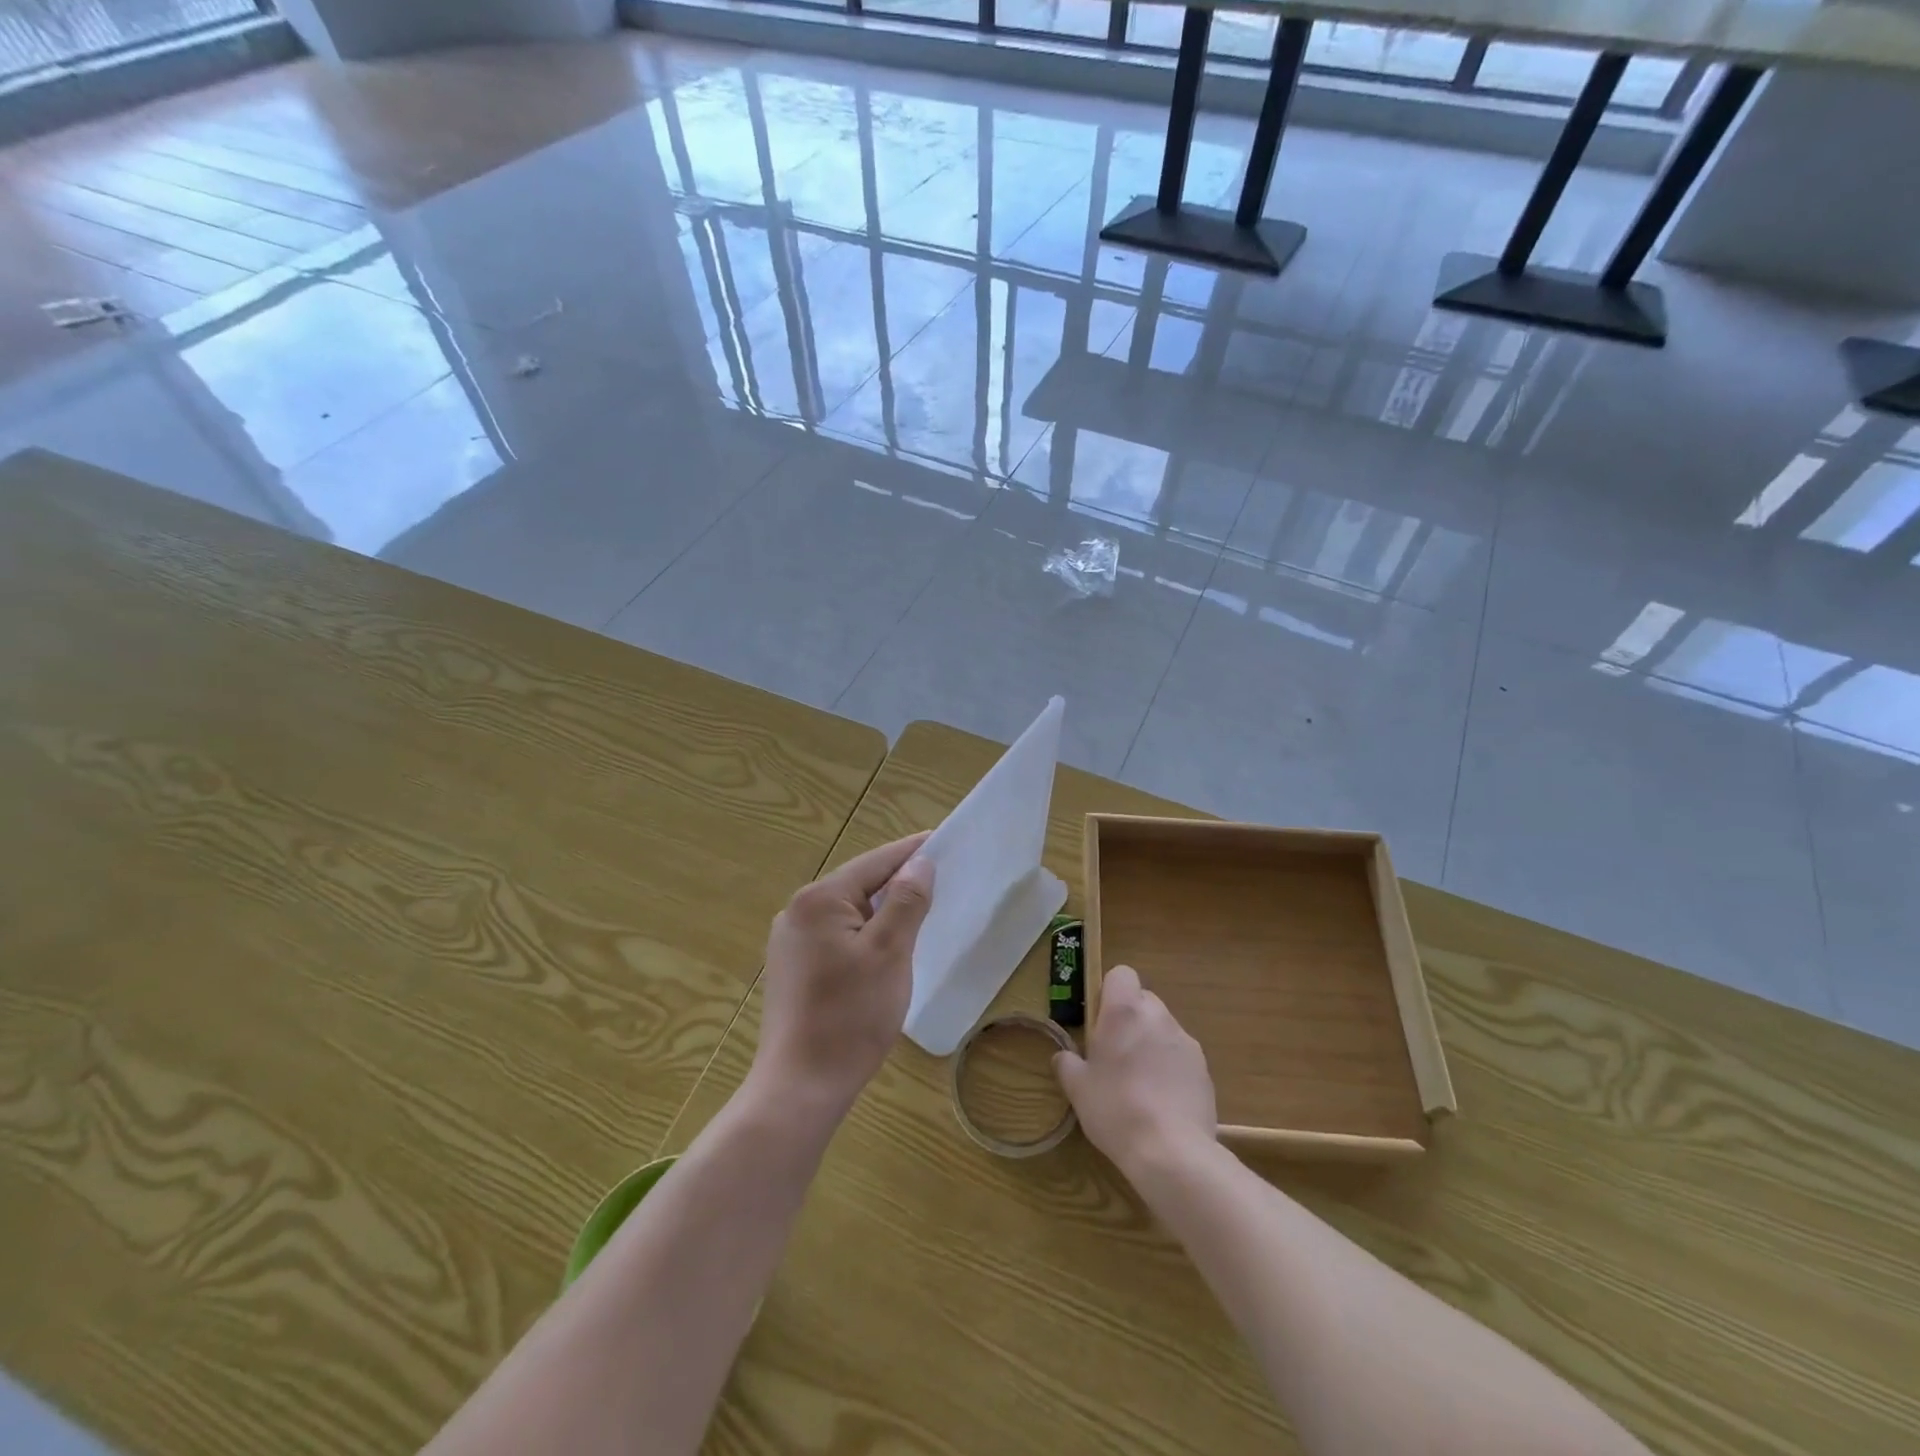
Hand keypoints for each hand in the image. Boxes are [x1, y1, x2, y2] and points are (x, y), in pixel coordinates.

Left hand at [752, 832, 934, 1115]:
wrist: (801, 1087)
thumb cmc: (850, 1016)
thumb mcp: (890, 952)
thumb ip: (906, 901)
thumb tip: (920, 863)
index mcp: (818, 900)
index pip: (874, 863)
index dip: (911, 852)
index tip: (942, 840)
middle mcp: (796, 912)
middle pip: (859, 884)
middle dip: (898, 882)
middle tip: (939, 879)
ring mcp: (790, 942)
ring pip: (848, 912)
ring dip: (882, 910)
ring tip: (919, 911)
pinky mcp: (792, 968)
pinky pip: (837, 935)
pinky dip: (865, 934)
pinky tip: (885, 948)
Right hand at [1055, 965, 1215, 1175]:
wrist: (1172, 1152)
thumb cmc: (1115, 1109)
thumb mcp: (1078, 1089)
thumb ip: (1067, 1064)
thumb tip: (1063, 1057)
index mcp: (1124, 1011)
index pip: (1122, 974)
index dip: (1110, 992)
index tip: (1100, 1021)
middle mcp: (1158, 1016)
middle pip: (1143, 1000)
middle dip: (1130, 1020)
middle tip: (1115, 1055)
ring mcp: (1186, 1041)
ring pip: (1163, 1028)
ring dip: (1150, 1044)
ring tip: (1139, 1083)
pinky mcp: (1204, 1069)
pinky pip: (1180, 1056)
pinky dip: (1170, 1068)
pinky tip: (1161, 1101)